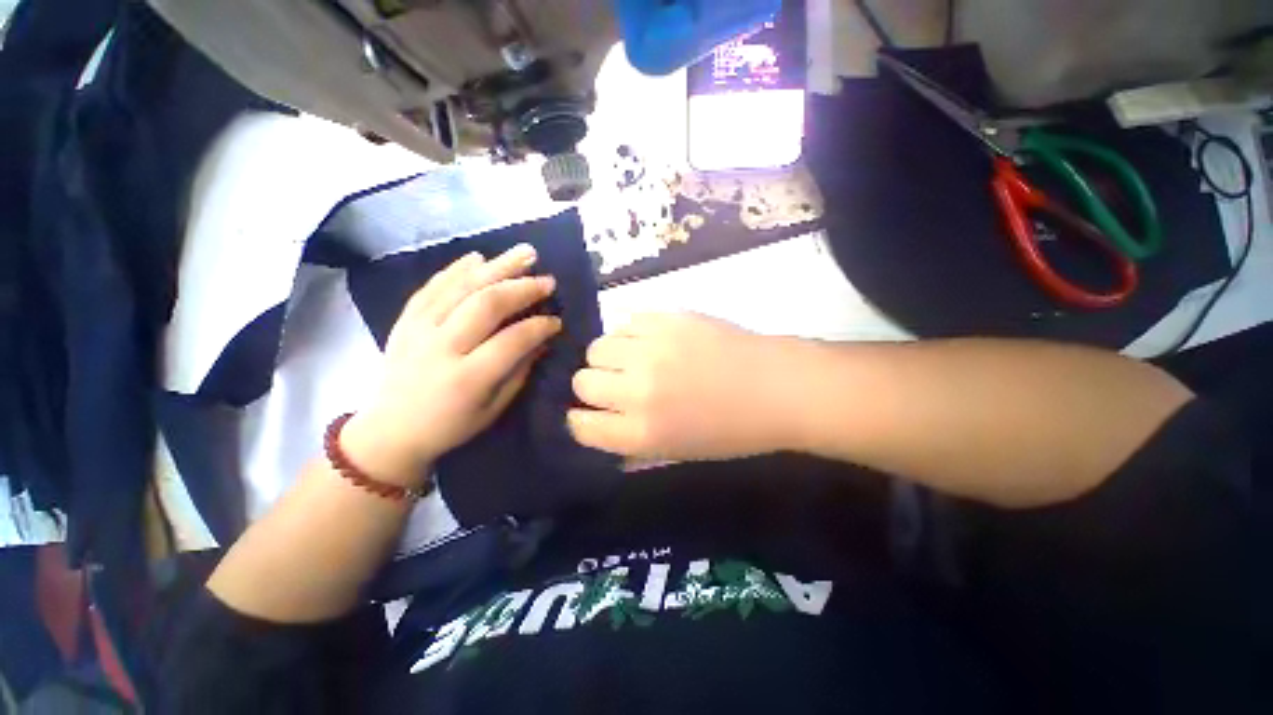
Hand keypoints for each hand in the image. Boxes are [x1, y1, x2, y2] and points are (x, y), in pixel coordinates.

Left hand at [342, 245, 560, 485]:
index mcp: (467, 378)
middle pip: (487, 305)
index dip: (539, 326)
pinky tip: (478, 258)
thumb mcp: (493, 408)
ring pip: (462, 287)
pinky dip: (456, 269)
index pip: (512, 340)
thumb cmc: (450, 425)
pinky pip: (432, 286)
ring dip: (497, 267)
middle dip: (523, 288)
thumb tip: (542, 339)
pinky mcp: (404, 320)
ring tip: (524, 253)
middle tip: (548, 280)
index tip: (557, 321)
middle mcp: (441, 347)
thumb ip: (519, 371)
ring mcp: (418, 329)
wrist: (390, 431)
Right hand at [568, 313, 798, 460]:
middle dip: (594, 387)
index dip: (582, 419)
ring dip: (609, 357)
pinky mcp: (666, 319)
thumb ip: (631, 441)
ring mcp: (651, 350)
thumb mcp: (676, 452)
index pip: (580, 425)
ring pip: (597, 347)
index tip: (593, 414)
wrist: (775, 387)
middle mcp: (637, 391)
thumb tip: (600, 424)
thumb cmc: (731, 430)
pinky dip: (630, 335)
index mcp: (641, 433)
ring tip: (633, 359)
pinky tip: (651, 341)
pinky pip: (624, 322)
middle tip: (618, 385)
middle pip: (582, 382)